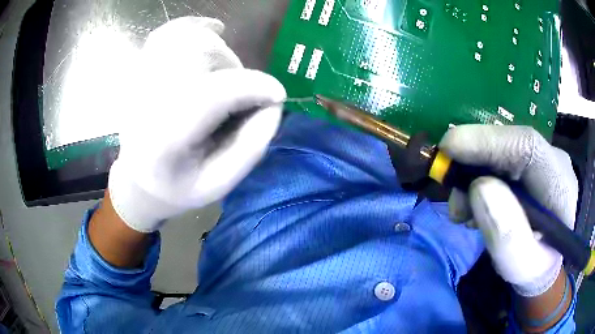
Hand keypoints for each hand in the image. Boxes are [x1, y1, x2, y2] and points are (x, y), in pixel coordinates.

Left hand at [108, 17, 285, 232]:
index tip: (278, 95)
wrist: (139, 179)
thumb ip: (250, 146)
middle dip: (236, 72)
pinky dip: (195, 26)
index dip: (252, 87)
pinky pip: (168, 32)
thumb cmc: (177, 187)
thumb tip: (274, 103)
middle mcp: (146, 101)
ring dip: (220, 51)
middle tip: (241, 96)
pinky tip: (212, 30)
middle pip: (202, 58)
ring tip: (225, 73)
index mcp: (164, 140)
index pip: (211, 95)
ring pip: (188, 40)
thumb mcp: (219, 184)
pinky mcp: (140, 70)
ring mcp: (140, 81)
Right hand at [440, 125, 577, 296]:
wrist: (545, 263)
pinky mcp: (531, 165)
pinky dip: (480, 177)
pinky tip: (476, 204)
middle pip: (510, 144)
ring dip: (474, 173)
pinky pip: (501, 160)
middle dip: (474, 162)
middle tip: (453, 197)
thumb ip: (507, 235)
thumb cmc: (534, 268)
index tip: (449, 148)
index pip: (528, 147)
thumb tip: (478, 188)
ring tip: (463, 211)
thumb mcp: (521, 267)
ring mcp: (542, 159)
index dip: (487, 141)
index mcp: (560, 186)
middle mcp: (554, 161)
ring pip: (502, 150)